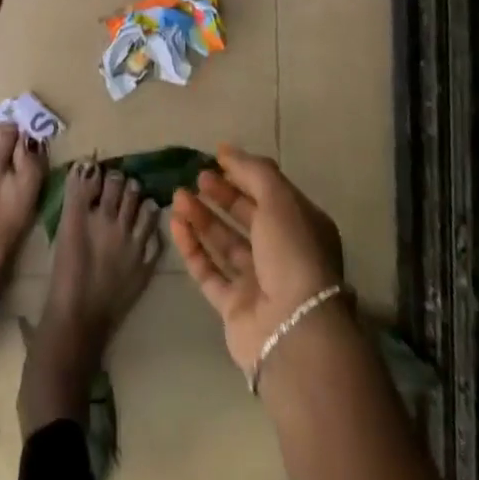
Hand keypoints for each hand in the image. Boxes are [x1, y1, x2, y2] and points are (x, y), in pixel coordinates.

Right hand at [170, 145, 345, 374]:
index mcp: (302, 227)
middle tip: (196, 178)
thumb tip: (226, 150)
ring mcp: (258, 282)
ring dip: (201, 218)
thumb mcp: (279, 199)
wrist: (293, 329)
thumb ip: (253, 171)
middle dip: (221, 195)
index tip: (216, 158)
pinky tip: (176, 225)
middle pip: (246, 217)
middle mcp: (282, 254)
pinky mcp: (234, 307)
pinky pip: (209, 271)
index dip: (244, 174)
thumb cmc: (292, 253)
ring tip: (178, 197)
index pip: (270, 194)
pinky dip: (193, 248)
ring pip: (224, 243)